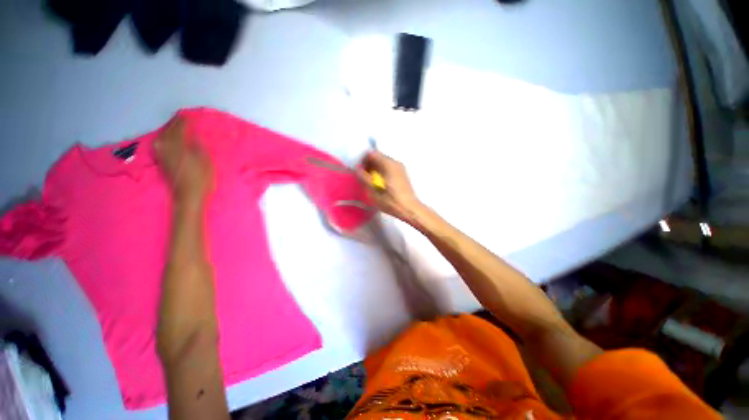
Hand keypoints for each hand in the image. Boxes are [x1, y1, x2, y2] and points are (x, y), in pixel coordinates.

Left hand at [154, 116, 213, 206]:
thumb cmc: (201, 180)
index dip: (184, 121)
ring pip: (162, 136)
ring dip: (168, 129)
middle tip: (181, 117)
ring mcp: (162, 154)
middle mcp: (167, 148)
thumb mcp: (206, 162)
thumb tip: (194, 137)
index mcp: (179, 147)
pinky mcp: (161, 161)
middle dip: (174, 123)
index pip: (180, 129)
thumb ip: (199, 147)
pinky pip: (160, 143)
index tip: (188, 115)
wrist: (188, 196)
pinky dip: (164, 137)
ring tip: (175, 125)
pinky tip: (167, 137)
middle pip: (168, 131)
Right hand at [356, 151, 423, 223]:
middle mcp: (395, 162)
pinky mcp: (402, 174)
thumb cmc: (391, 201)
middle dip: (369, 165)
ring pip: (383, 163)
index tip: (359, 170)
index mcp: (388, 164)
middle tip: (364, 177)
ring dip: (375, 169)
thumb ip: (364, 178)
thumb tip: (357, 168)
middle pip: (378, 157)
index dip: (363, 160)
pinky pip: (389, 168)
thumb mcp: (373, 192)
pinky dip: (382, 172)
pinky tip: (380, 184)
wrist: (410, 209)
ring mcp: (400, 168)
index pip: (372, 153)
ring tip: (371, 182)